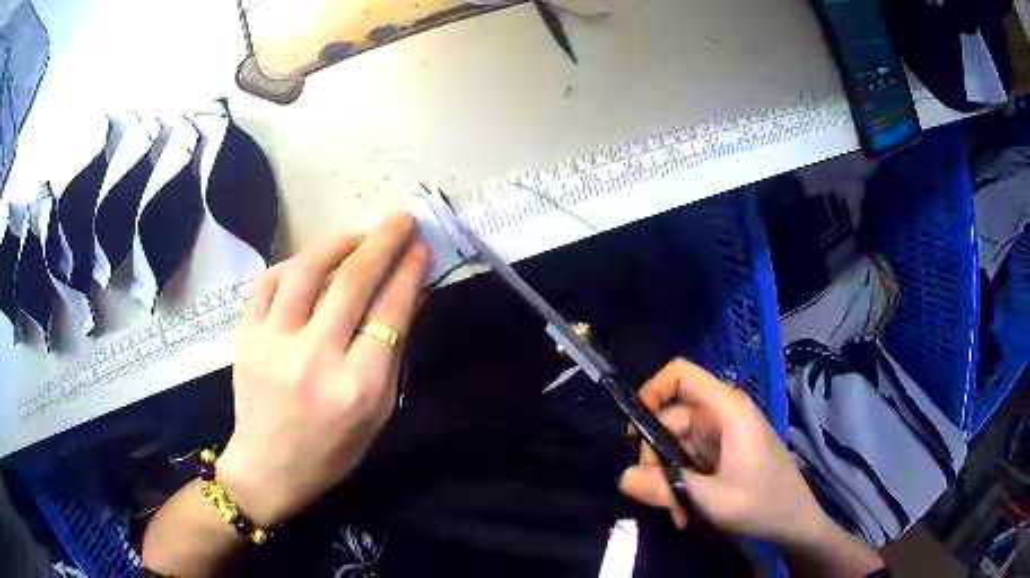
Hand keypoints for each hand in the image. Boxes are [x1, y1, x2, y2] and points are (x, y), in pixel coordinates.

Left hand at [217, 212, 428, 526]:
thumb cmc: (333, 450)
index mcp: (356, 388)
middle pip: (351, 282)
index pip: (389, 313)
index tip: (420, 246)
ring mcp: (272, 344)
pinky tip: (309, 261)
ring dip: (337, 242)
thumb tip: (410, 293)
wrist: (269, 468)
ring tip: (358, 232)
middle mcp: (313, 360)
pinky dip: (292, 264)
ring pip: (305, 271)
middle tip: (401, 218)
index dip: (408, 272)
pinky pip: (267, 283)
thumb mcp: (377, 411)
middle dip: (381, 242)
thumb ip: (392, 351)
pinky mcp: (244, 337)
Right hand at [619, 359, 831, 547]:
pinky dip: (678, 483)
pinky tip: (684, 511)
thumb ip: (666, 487)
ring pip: (673, 444)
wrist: (794, 521)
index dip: (651, 392)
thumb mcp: (713, 501)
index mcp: (727, 411)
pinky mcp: (719, 453)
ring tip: (675, 512)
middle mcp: (721, 415)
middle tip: (657, 497)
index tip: (632, 433)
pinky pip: (684, 460)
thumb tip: (622, 477)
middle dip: (655, 458)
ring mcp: (720, 434)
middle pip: (668, 419)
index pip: (681, 375)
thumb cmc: (763, 505)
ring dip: (666, 478)